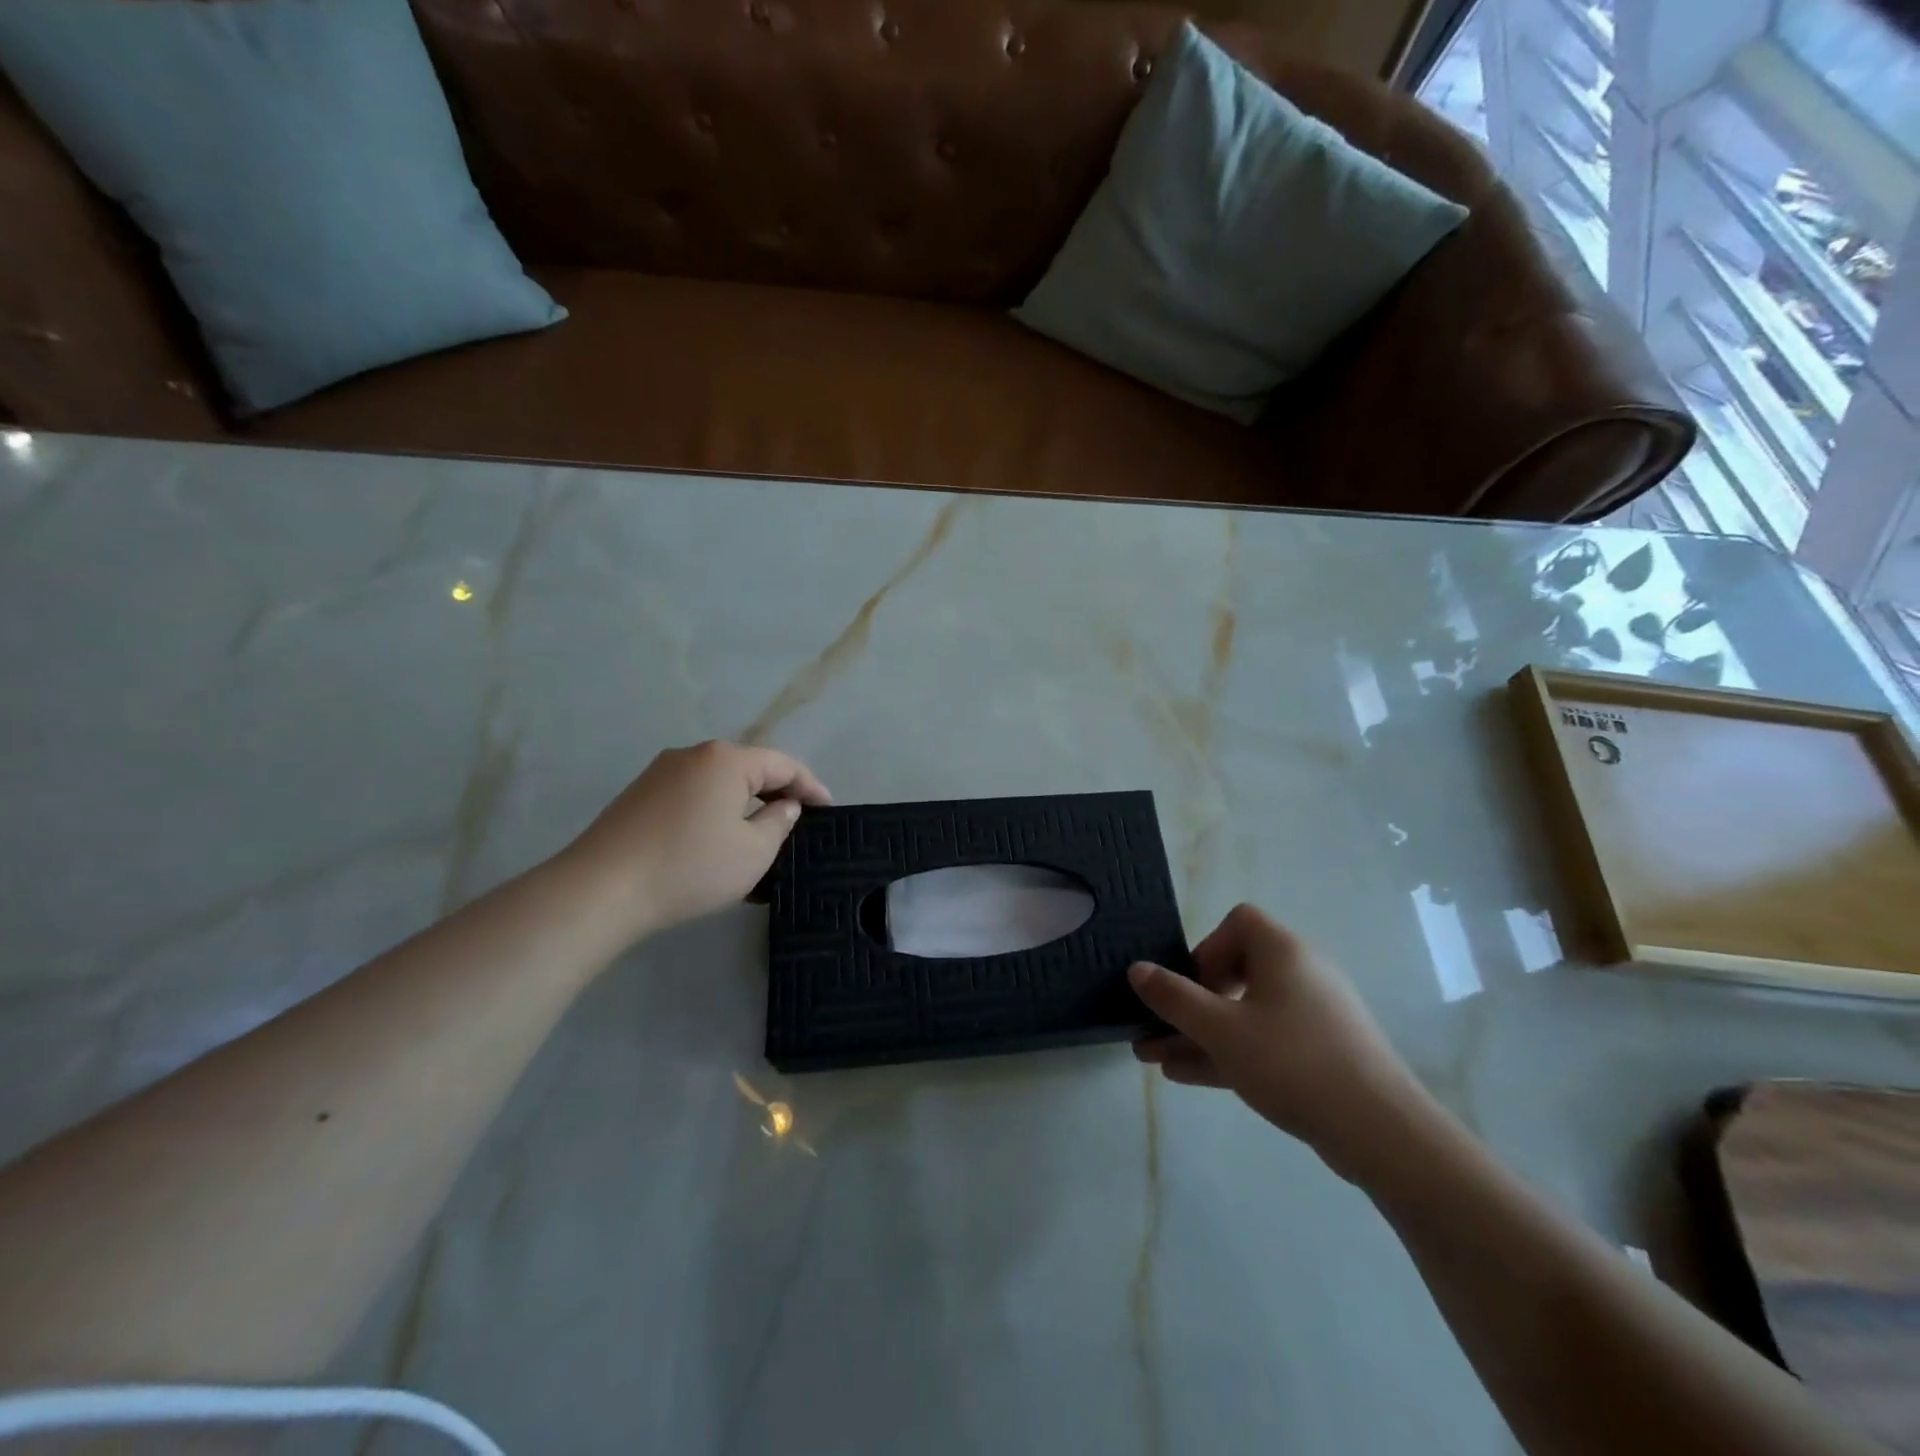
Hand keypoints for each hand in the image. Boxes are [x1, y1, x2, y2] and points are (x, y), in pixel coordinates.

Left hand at [560, 741, 831, 944]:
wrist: (601, 890)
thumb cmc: (691, 866)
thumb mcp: (753, 852)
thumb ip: (778, 822)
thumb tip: (783, 806)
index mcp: (726, 760)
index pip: (783, 764)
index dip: (810, 787)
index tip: (829, 810)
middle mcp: (693, 755)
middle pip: (748, 769)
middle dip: (776, 794)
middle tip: (798, 824)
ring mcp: (660, 774)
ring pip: (718, 785)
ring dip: (744, 807)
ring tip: (761, 839)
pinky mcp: (638, 797)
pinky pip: (692, 798)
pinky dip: (715, 815)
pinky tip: (719, 845)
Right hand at [1130, 904, 1430, 1180]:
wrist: (1381, 1132)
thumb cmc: (1292, 1062)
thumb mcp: (1220, 1029)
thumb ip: (1174, 998)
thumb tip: (1137, 969)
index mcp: (1282, 952)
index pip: (1239, 922)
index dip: (1207, 947)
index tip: (1190, 985)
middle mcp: (1301, 974)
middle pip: (1237, 970)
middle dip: (1190, 1000)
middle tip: (1162, 1025)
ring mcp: (1313, 1016)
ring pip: (1245, 1014)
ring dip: (1200, 1033)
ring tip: (1154, 1057)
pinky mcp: (1320, 1054)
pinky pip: (1264, 1041)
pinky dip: (1228, 1052)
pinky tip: (1185, 1075)